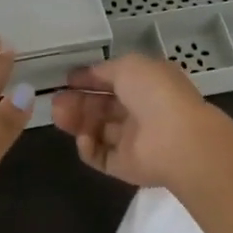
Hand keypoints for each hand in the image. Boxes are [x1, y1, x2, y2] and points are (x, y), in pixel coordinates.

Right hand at [50, 54, 227, 188]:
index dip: (89, 80)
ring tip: (58, 115)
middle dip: (78, 102)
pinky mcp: (126, 166)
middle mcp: (141, 112)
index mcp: (147, 84)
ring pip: (98, 130)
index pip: (113, 81)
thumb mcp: (128, 66)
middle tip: (55, 101)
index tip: (66, 80)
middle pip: (102, 107)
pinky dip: (88, 147)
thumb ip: (104, 70)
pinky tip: (83, 137)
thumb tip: (86, 74)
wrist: (177, 140)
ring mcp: (134, 141)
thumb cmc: (154, 93)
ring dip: (77, 122)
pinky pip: (101, 156)